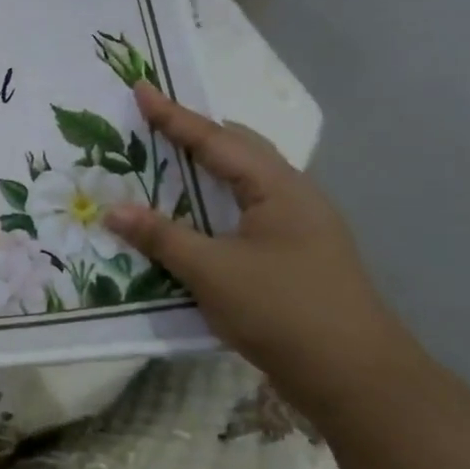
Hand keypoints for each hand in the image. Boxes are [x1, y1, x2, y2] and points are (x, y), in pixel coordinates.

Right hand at [107, 84, 408, 414]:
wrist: (356, 379)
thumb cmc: (283, 311)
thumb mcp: (212, 272)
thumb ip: (162, 237)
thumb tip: (113, 210)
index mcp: (278, 188)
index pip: (217, 140)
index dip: (174, 116)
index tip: (140, 89)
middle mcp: (293, 197)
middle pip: (239, 150)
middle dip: (196, 134)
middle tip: (154, 126)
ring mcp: (299, 228)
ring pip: (244, 184)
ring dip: (205, 173)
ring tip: (167, 165)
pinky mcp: (295, 256)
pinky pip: (246, 214)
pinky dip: (214, 206)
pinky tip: (194, 220)